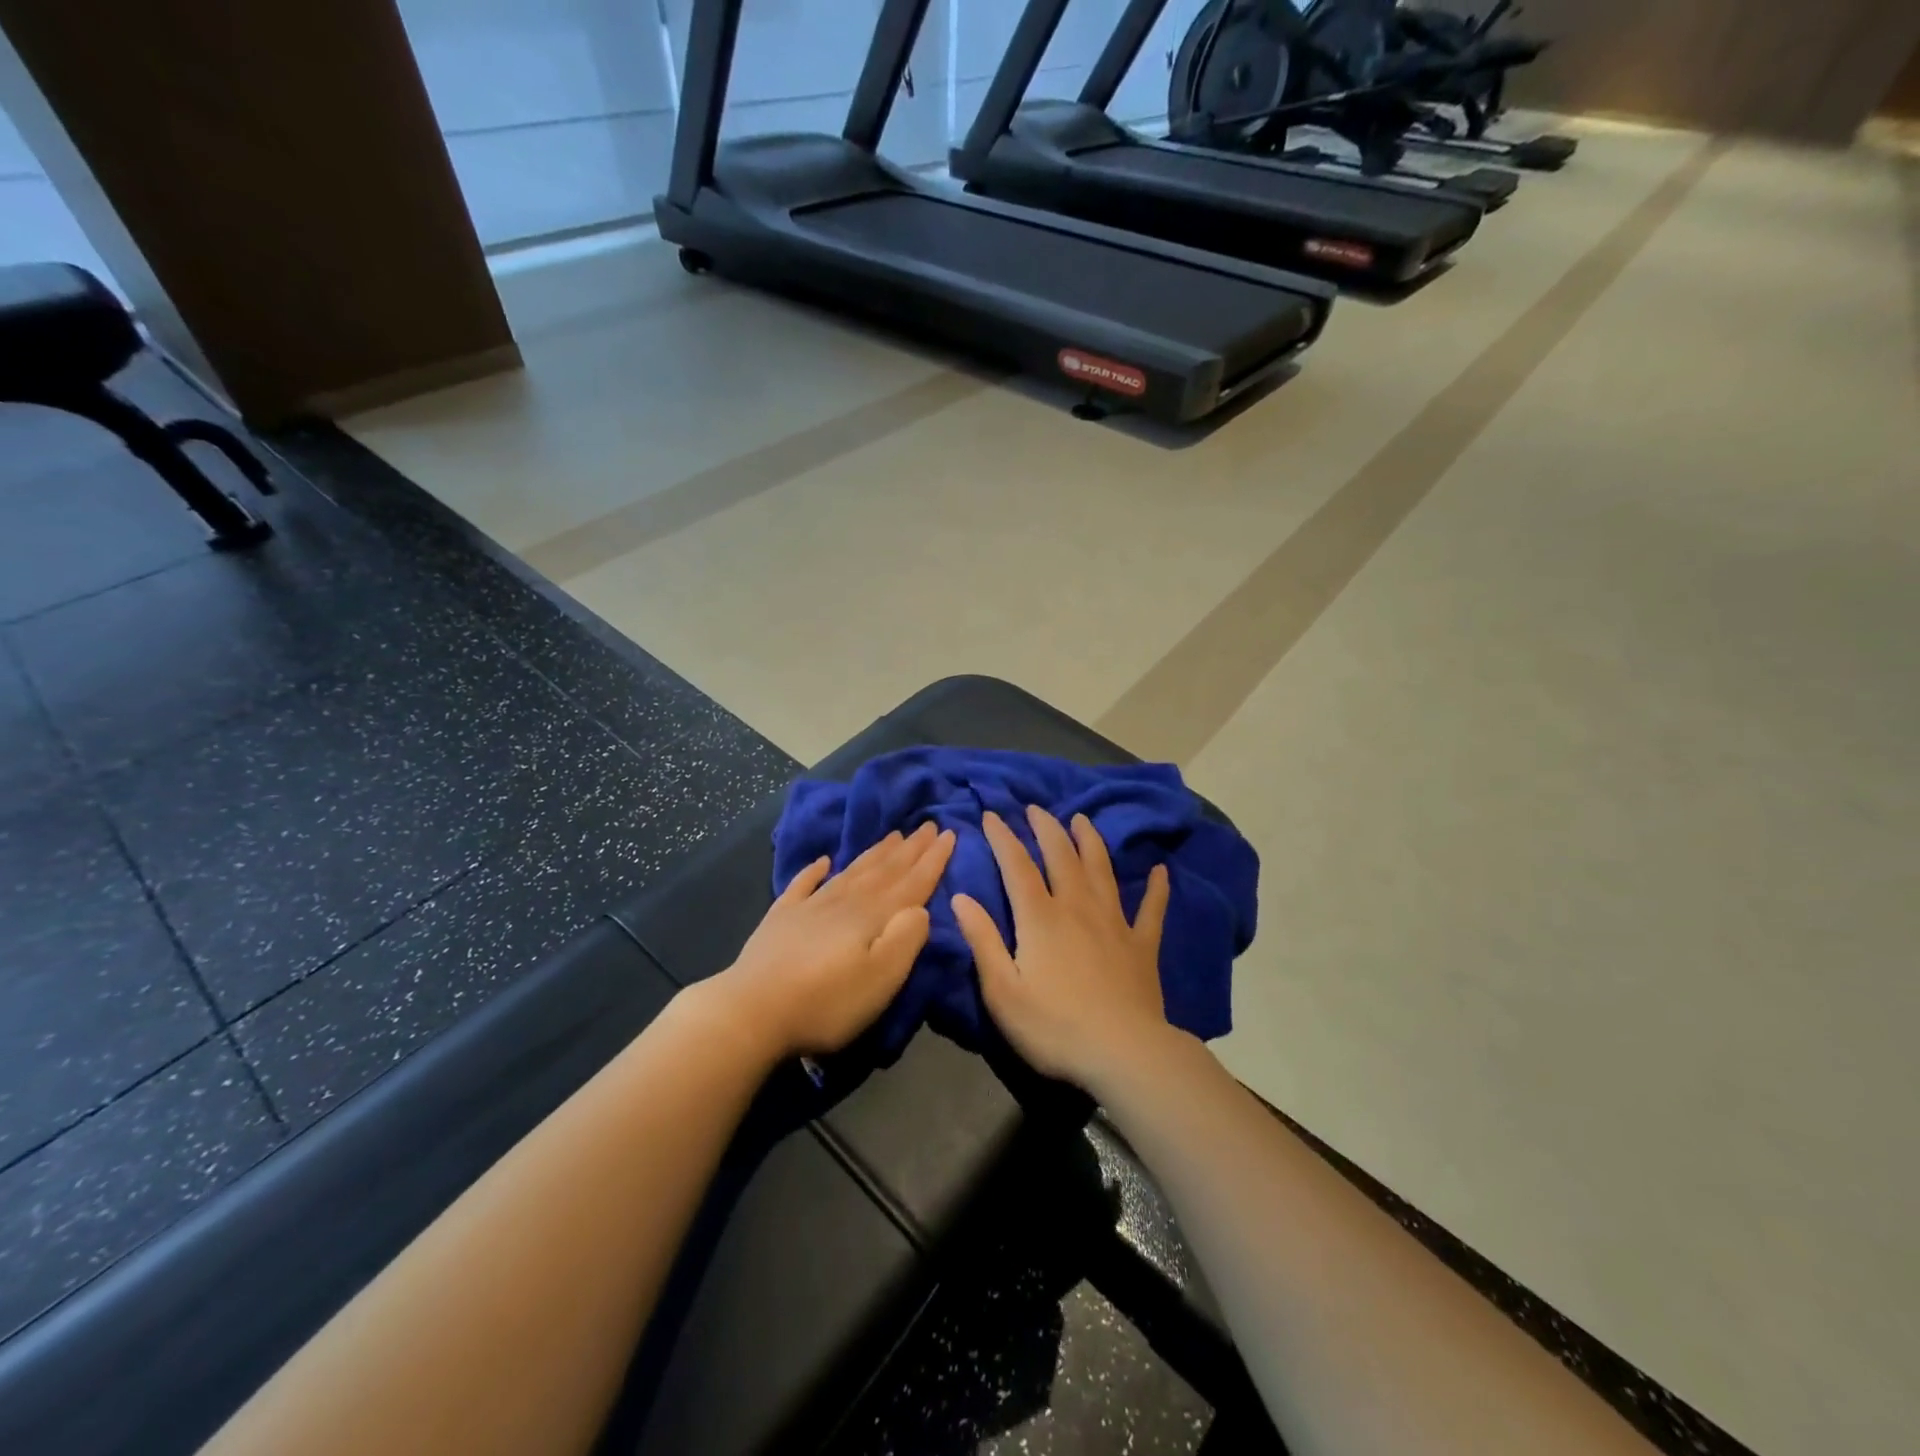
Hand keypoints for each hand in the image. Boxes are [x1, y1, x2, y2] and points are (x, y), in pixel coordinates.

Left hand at [709, 821, 954, 1060]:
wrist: (752, 1012)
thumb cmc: (827, 1002)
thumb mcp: (881, 978)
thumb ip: (906, 939)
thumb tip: (920, 908)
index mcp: (873, 916)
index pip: (912, 882)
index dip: (933, 859)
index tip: (949, 833)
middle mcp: (845, 902)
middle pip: (884, 870)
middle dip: (910, 849)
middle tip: (928, 825)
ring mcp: (810, 907)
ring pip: (851, 872)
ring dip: (875, 853)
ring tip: (893, 835)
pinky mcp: (781, 920)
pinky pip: (803, 885)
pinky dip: (814, 870)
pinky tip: (823, 860)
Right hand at [952, 806, 1174, 1095]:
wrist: (1123, 1053)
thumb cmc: (1054, 1026)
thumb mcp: (1002, 990)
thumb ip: (982, 940)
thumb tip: (960, 897)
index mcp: (1040, 918)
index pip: (1017, 866)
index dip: (1003, 838)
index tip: (991, 815)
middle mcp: (1077, 908)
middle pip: (1061, 857)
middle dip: (1047, 829)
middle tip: (1037, 808)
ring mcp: (1114, 923)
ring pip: (1101, 870)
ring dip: (1091, 842)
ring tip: (1083, 820)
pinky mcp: (1142, 945)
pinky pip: (1151, 909)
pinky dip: (1156, 888)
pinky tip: (1160, 871)